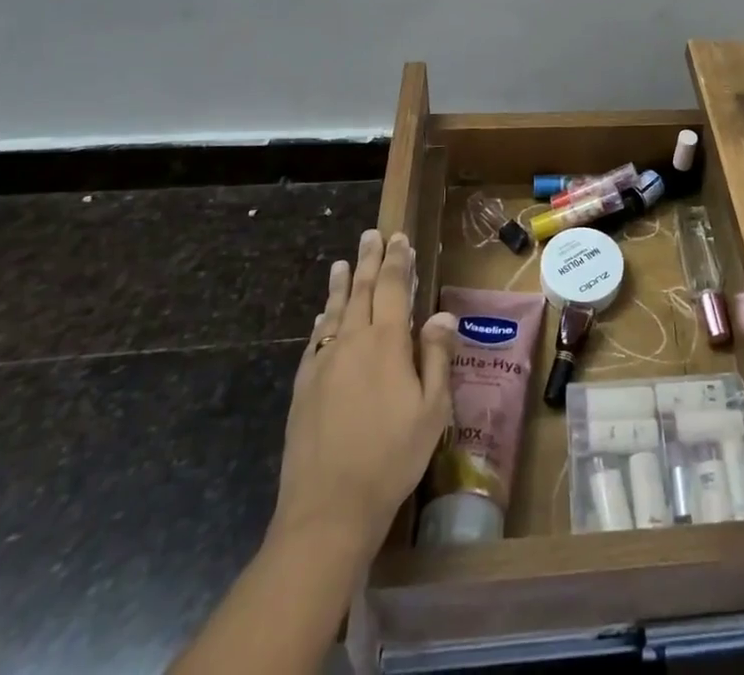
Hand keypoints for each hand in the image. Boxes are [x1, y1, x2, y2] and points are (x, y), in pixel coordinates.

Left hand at [272, 229, 456, 549]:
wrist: (328, 508)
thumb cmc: (392, 457)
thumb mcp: (432, 409)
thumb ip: (436, 356)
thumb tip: (440, 314)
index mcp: (386, 342)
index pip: (392, 287)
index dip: (397, 260)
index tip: (399, 238)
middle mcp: (352, 341)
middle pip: (361, 290)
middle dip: (369, 260)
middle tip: (371, 235)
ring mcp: (323, 363)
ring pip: (334, 311)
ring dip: (342, 284)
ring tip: (343, 263)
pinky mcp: (303, 387)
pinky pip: (315, 340)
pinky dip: (323, 321)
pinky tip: (324, 317)